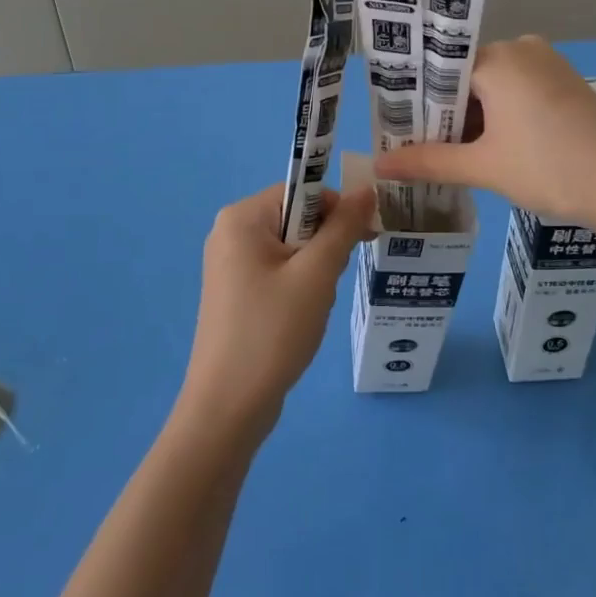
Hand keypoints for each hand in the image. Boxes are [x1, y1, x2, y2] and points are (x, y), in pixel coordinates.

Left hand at [175, 182, 375, 444]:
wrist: (228, 407)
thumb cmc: (273, 331)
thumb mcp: (317, 274)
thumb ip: (344, 227)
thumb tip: (367, 189)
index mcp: (242, 217)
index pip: (302, 191)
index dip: (335, 210)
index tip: (361, 240)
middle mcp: (230, 232)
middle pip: (297, 218)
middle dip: (324, 247)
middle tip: (327, 284)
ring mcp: (230, 264)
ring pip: (292, 248)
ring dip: (315, 271)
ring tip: (312, 307)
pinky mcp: (235, 292)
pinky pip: (278, 271)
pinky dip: (299, 287)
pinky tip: (300, 318)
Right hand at [373, 37, 595, 233]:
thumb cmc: (551, 168)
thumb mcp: (484, 167)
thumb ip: (429, 161)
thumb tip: (379, 166)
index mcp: (496, 59)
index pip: (438, 70)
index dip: (414, 102)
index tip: (395, 130)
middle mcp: (521, 49)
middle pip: (464, 77)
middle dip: (442, 114)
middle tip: (417, 149)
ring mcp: (547, 64)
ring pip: (491, 87)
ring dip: (471, 118)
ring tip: (449, 155)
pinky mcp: (565, 83)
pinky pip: (517, 91)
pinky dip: (499, 116)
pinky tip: (490, 148)